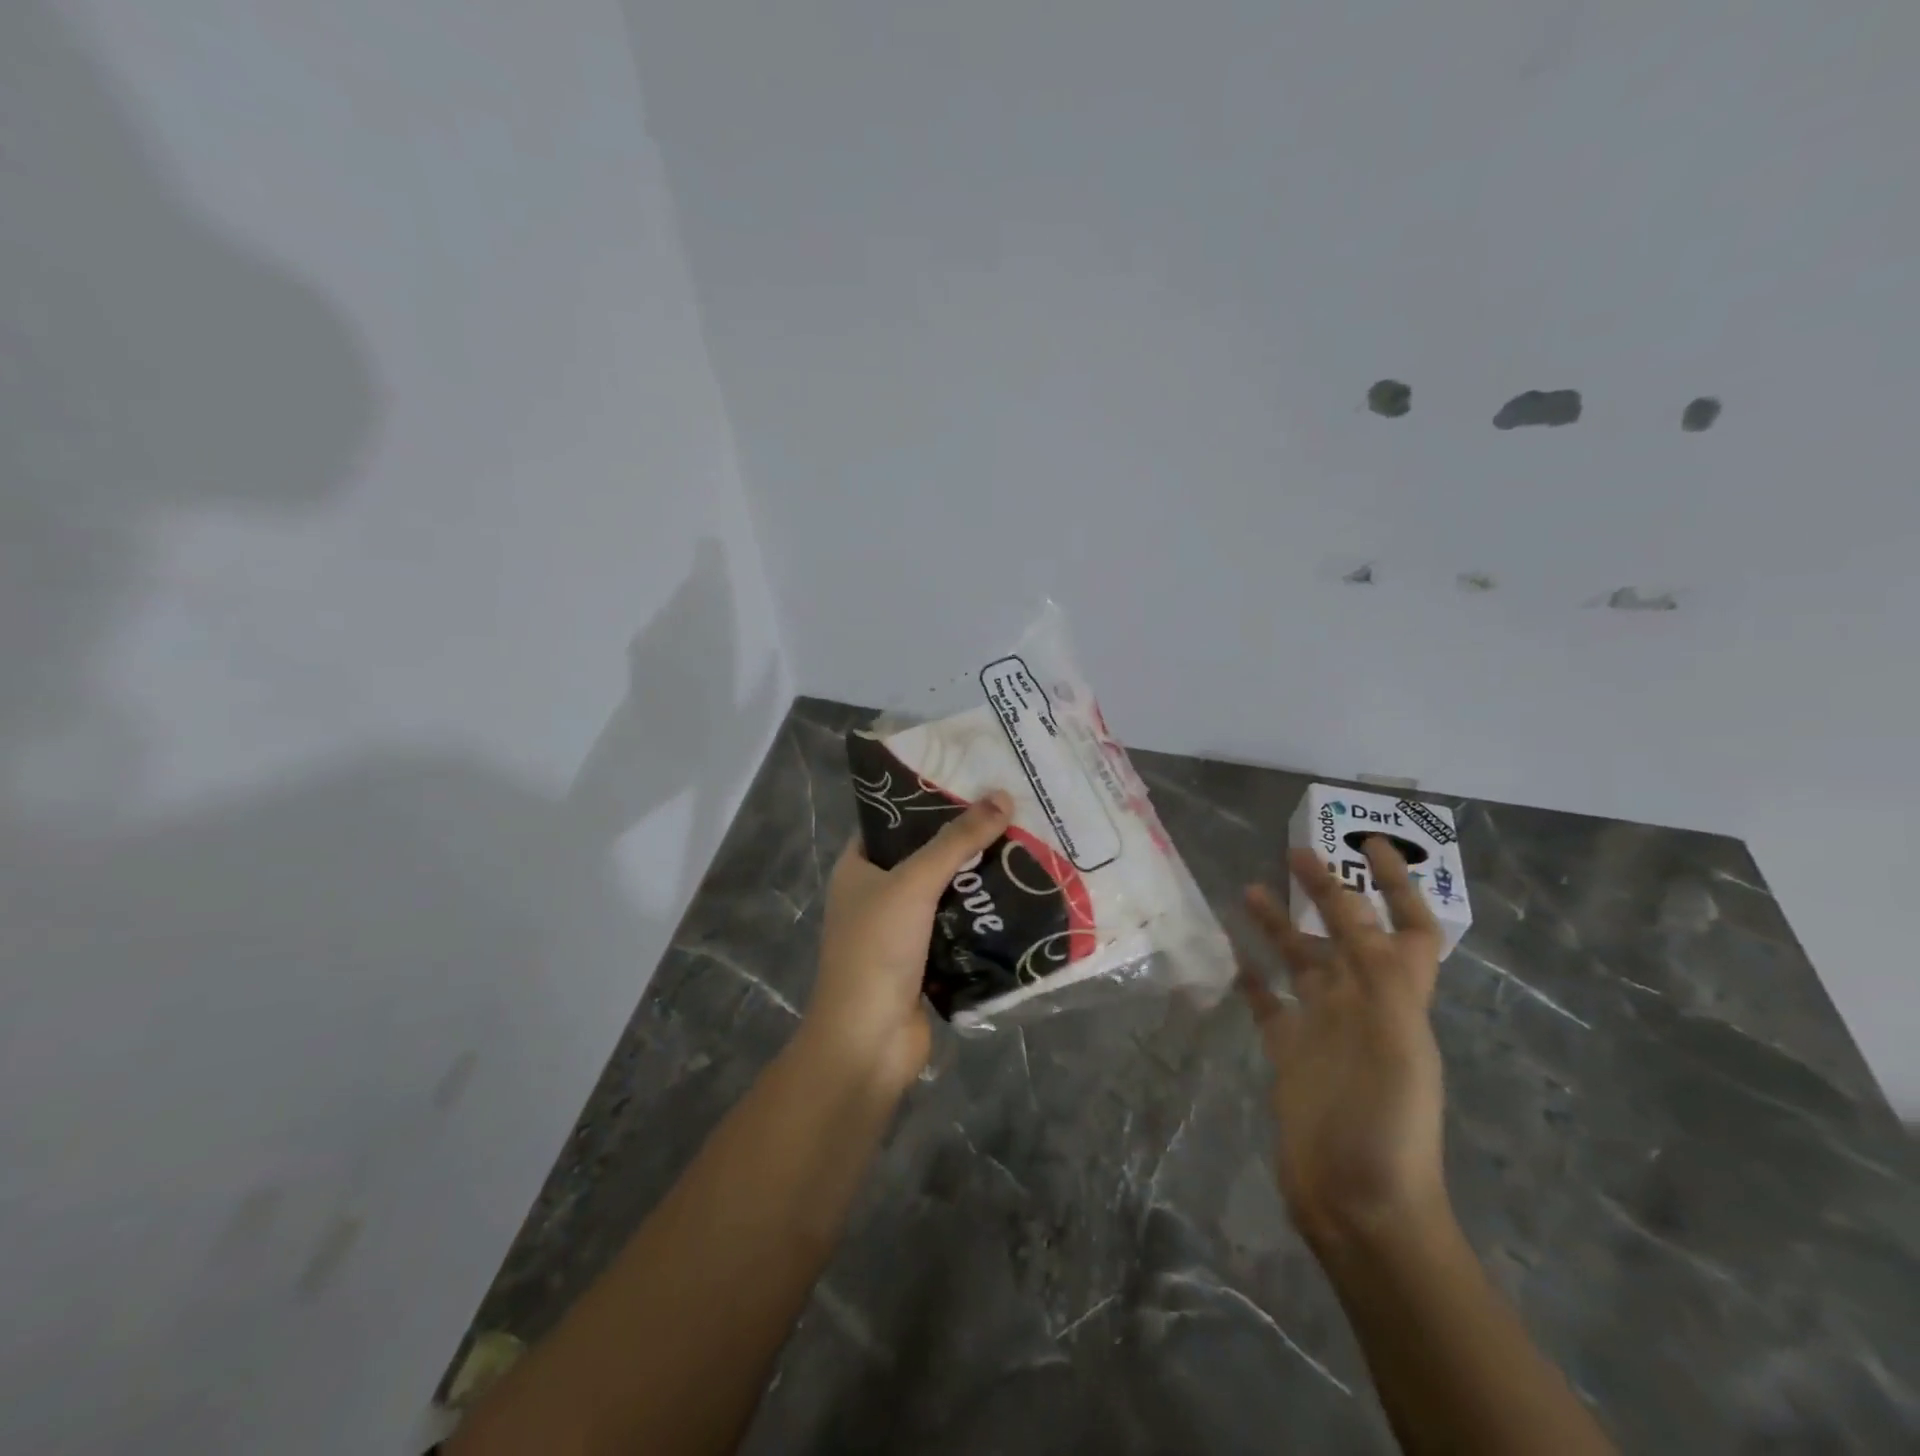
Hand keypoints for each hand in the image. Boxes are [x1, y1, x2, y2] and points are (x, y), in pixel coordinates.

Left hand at [804, 791, 1013, 1095]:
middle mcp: (877, 894)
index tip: (970, 779)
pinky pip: (960, 926)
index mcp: (858, 868)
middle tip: (1010, 810)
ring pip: (946, 892)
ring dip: (979, 877)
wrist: (869, 1042)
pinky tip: (1021, 895)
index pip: (892, 820)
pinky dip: (984, 914)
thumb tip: (1002, 796)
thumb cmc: (877, 950)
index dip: (926, 799)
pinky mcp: (927, 960)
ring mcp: (902, 930)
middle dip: (964, 838)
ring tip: (1025, 844)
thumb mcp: (913, 884)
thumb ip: (956, 841)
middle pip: (925, 855)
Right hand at [1241, 838, 1449, 1252]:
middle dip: (1327, 891)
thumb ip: (1373, 970)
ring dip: (1280, 926)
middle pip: (1345, 934)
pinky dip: (1251, 975)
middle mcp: (1361, 1003)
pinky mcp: (1288, 1052)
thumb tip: (1349, 908)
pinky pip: (1267, 1002)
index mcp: (1396, 995)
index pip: (1407, 926)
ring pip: (1300, 961)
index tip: (1367, 845)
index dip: (1396, 884)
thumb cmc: (1386, 1118)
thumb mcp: (1394, 1037)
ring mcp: (1322, 1028)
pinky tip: (1229, 955)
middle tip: (1293, 854)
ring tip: (1249, 892)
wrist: (1360, 1201)